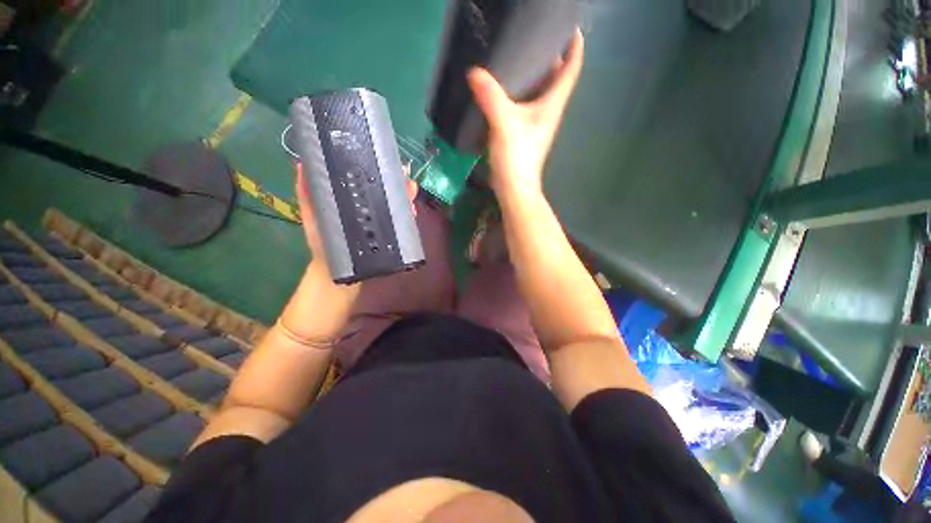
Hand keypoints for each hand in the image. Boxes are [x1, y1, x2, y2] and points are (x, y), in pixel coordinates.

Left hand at [294, 162, 418, 263]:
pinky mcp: (389, 235)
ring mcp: (380, 222)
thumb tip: (300, 165)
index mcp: (352, 200)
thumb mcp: (312, 215)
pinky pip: (401, 222)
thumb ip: (307, 194)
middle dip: (398, 181)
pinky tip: (411, 210)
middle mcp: (369, 208)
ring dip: (406, 195)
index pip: (367, 180)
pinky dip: (408, 214)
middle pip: (387, 190)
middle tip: (405, 177)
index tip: (387, 161)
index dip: (378, 169)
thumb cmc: (323, 243)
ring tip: (411, 190)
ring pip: (397, 204)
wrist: (336, 272)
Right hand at [467, 29, 583, 197]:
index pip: (571, 68)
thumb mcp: (504, 124)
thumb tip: (474, 72)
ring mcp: (535, 122)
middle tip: (533, 35)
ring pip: (538, 90)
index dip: (574, 45)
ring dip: (532, 73)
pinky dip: (517, 91)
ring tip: (516, 54)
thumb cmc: (517, 157)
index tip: (569, 26)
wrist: (514, 188)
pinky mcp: (522, 132)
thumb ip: (491, 97)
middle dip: (550, 54)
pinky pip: (523, 104)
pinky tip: (502, 86)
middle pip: (555, 76)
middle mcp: (548, 110)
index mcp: (552, 104)